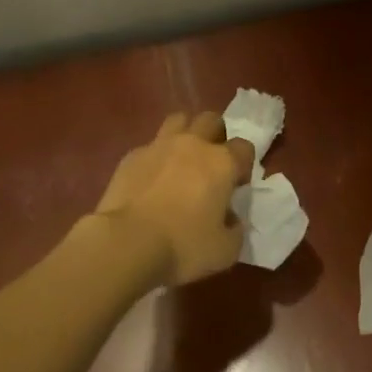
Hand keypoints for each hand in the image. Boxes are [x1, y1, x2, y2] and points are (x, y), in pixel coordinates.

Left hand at [92, 111, 254, 285]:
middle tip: (210, 162)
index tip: (236, 185)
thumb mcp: (224, 251)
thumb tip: (230, 218)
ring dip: (185, 133)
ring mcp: (159, 146)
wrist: (126, 244)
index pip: (244, 147)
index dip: (243, 164)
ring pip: (178, 120)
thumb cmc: (182, 246)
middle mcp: (193, 144)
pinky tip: (149, 180)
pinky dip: (154, 158)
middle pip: (211, 120)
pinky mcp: (131, 156)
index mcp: (222, 163)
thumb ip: (235, 230)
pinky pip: (149, 146)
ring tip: (181, 159)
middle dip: (215, 135)